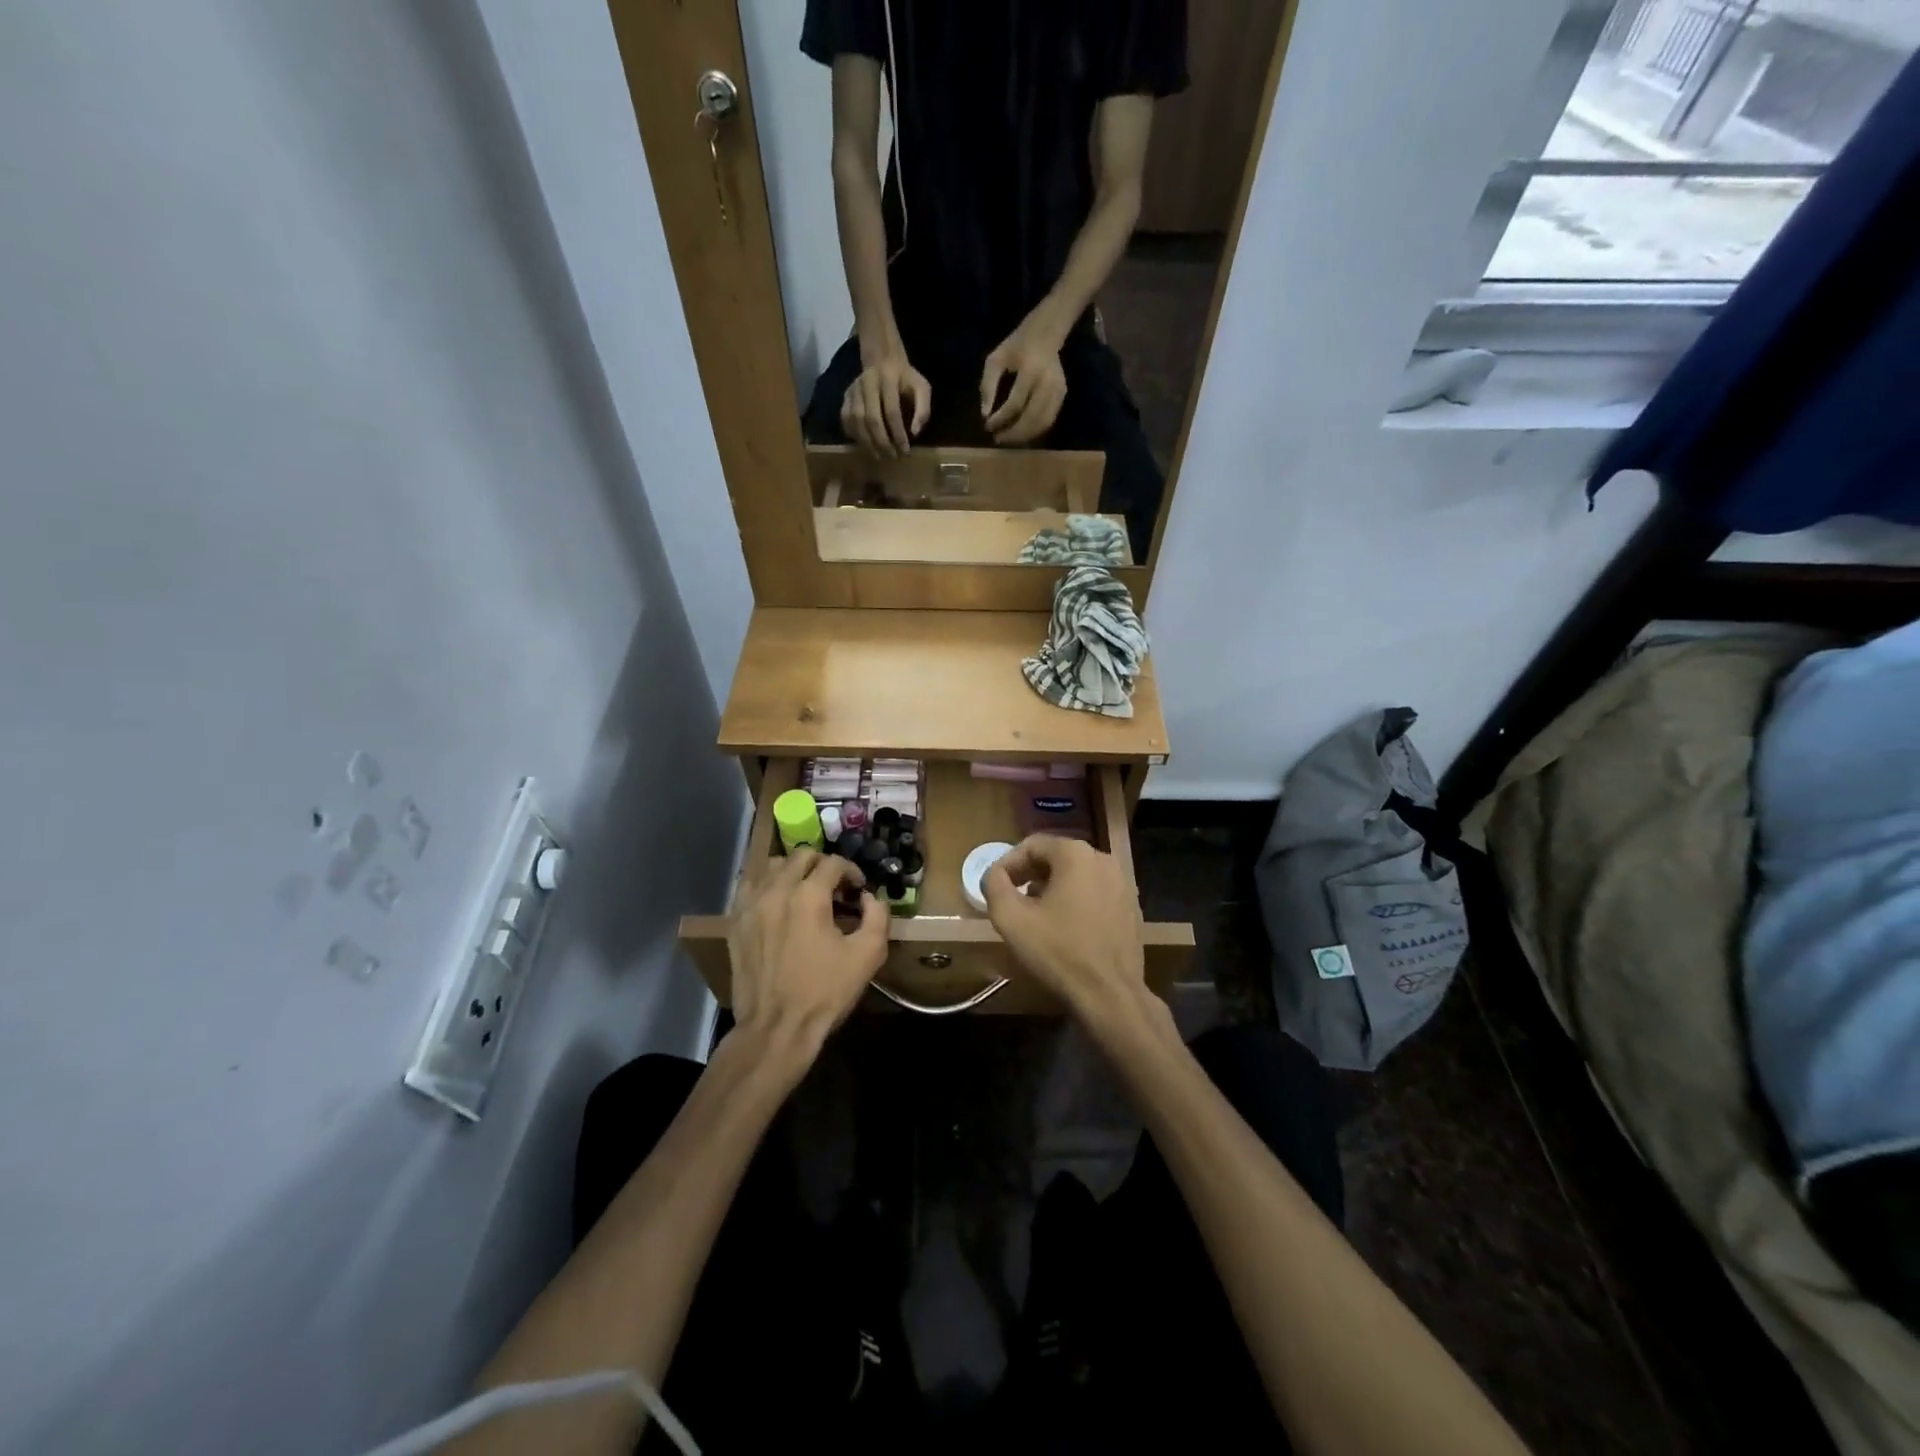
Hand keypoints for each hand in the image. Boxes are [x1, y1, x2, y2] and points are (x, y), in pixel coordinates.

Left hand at [729, 849, 888, 1060]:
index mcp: (809, 895)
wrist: (776, 1028)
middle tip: (835, 888)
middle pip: (801, 856)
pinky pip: (750, 887)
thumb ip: (877, 916)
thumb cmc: (825, 992)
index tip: (859, 890)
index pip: (833, 862)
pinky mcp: (735, 922)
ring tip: (804, 892)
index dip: (852, 871)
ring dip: (793, 871)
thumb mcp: (868, 955)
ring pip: (772, 866)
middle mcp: (777, 891)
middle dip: (823, 866)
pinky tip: (778, 904)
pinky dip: (767, 886)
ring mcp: (751, 905)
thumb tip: (870, 898)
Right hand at [841, 352, 930, 458]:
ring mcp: (853, 390)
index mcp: (888, 379)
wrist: (883, 359)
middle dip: (882, 442)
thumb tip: (914, 433)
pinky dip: (854, 435)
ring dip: (867, 442)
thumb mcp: (922, 388)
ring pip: (856, 421)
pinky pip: (846, 420)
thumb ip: (923, 410)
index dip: (898, 434)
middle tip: (892, 457)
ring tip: (879, 456)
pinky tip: (865, 445)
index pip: (892, 411)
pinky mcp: (846, 397)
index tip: (905, 451)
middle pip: (871, 418)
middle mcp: (867, 383)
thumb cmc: (906, 379)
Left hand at [980, 328, 1067, 444]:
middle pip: (1031, 418)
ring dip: (1024, 436)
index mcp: (1030, 371)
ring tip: (1007, 438)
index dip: (1000, 419)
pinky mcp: (1062, 395)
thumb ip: (988, 385)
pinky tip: (1021, 432)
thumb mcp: (996, 359)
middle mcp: (1047, 383)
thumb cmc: (1017, 345)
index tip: (987, 425)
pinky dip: (1034, 430)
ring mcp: (1058, 390)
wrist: (1046, 333)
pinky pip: (1049, 420)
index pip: (1015, 404)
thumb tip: (985, 414)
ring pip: (1042, 423)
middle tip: (997, 438)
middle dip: (1012, 433)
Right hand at [983, 836, 1147, 1025]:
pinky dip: (1076, 900)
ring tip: (1035, 913)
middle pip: (1056, 857)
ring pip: (1077, 875)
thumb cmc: (1058, 952)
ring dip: (1052, 887)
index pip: (1032, 845)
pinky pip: (1095, 892)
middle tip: (1011, 898)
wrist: (1110, 994)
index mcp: (1075, 854)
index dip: (1008, 863)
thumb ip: (995, 886)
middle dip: (1030, 874)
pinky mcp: (1131, 906)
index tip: (994, 885)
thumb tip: (995, 874)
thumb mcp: (1011, 919)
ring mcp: (1123, 882)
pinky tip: (1064, 926)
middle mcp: (1103, 859)